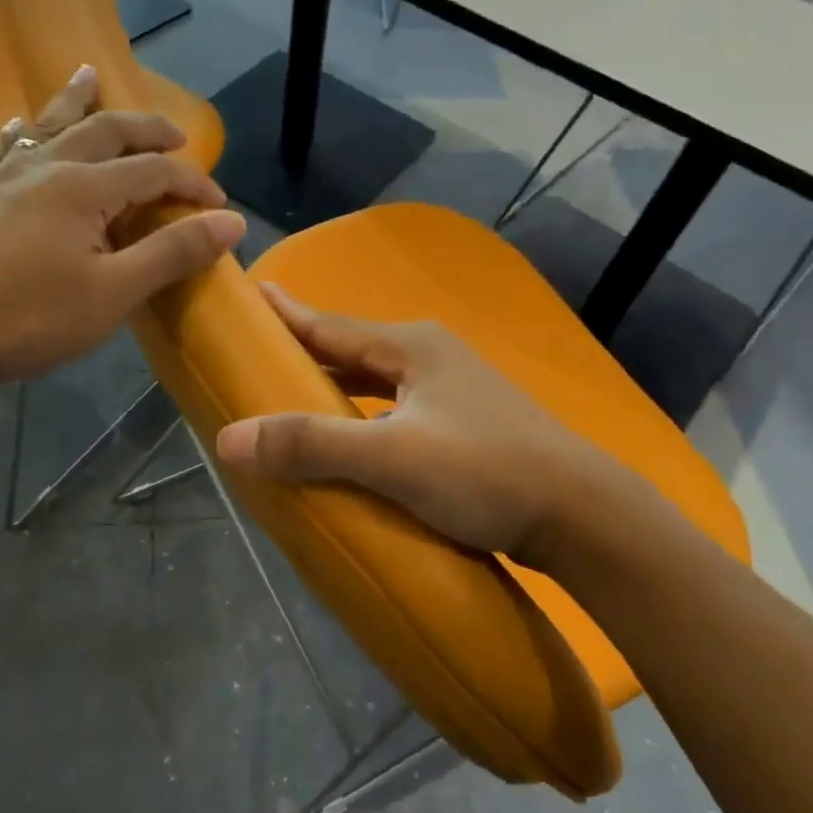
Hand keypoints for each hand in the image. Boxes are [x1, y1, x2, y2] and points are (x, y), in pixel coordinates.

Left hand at [0, 67, 245, 387]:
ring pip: (48, 125)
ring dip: (77, 101)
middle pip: (104, 130)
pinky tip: (18, 127)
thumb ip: (173, 252)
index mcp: (84, 188)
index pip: (154, 170)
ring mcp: (2, 178)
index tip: (220, 206)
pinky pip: (1, 149)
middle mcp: (45, 167)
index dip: (193, 182)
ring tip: (89, 75)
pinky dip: (20, 133)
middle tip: (175, 131)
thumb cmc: (28, 319)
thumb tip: (231, 220)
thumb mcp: (115, 293)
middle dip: (145, 128)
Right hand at [214, 287, 653, 569]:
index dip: (285, 314)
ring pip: (375, 383)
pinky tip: (350, 441)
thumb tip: (229, 437)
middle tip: (254, 356)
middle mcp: (430, 358)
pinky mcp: (464, 428)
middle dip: (304, 351)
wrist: (583, 515)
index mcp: (411, 347)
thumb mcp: (394, 458)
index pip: (330, 325)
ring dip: (334, 389)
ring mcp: (452, 392)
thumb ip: (313, 446)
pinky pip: (393, 411)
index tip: (247, 296)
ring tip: (291, 398)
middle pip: (351, 351)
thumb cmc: (487, 472)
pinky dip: (362, 418)